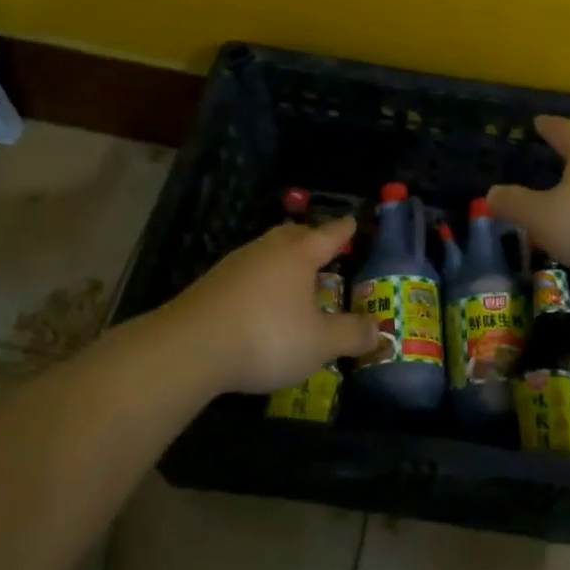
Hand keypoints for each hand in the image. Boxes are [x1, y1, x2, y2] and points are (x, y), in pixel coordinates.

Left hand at [168, 217, 377, 393]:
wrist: (189, 347)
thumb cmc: (266, 337)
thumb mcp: (319, 343)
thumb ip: (350, 335)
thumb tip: (379, 331)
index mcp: (299, 254)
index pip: (329, 235)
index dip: (344, 230)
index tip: (352, 221)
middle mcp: (267, 250)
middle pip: (293, 234)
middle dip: (310, 238)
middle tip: (322, 247)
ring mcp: (235, 264)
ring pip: (266, 250)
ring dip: (282, 258)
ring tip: (292, 276)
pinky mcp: (211, 284)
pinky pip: (246, 271)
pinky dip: (259, 279)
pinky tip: (258, 300)